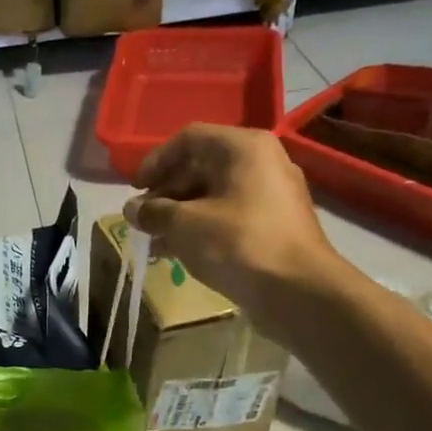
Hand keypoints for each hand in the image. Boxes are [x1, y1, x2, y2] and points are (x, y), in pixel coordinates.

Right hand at [125, 124, 343, 319]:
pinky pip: (230, 216)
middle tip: (143, 218)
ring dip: (180, 213)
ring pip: (214, 194)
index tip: (135, 189)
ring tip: (154, 239)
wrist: (299, 291)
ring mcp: (272, 194)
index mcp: (243, 148)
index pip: (188, 139)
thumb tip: (132, 209)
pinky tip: (179, 251)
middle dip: (166, 192)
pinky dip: (202, 227)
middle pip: (202, 166)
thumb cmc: (238, 244)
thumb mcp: (184, 225)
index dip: (155, 161)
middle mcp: (262, 162)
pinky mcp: (275, 225)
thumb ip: (153, 212)